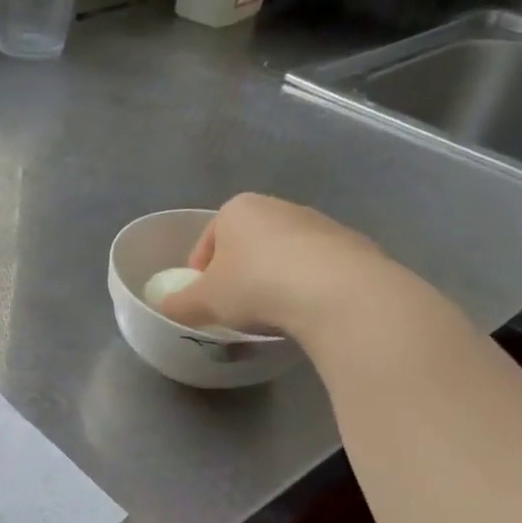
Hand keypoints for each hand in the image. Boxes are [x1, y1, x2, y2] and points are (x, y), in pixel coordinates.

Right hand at [156, 194, 401, 340]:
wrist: (338, 292)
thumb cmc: (255, 285)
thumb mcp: (203, 302)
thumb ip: (178, 304)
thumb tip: (166, 308)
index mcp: (238, 209)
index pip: (208, 238)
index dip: (200, 271)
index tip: (203, 299)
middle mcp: (279, 207)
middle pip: (248, 244)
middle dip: (240, 273)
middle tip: (235, 308)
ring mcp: (321, 224)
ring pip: (285, 255)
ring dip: (275, 280)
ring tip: (273, 315)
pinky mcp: (355, 246)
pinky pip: (319, 270)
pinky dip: (308, 288)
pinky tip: (307, 313)